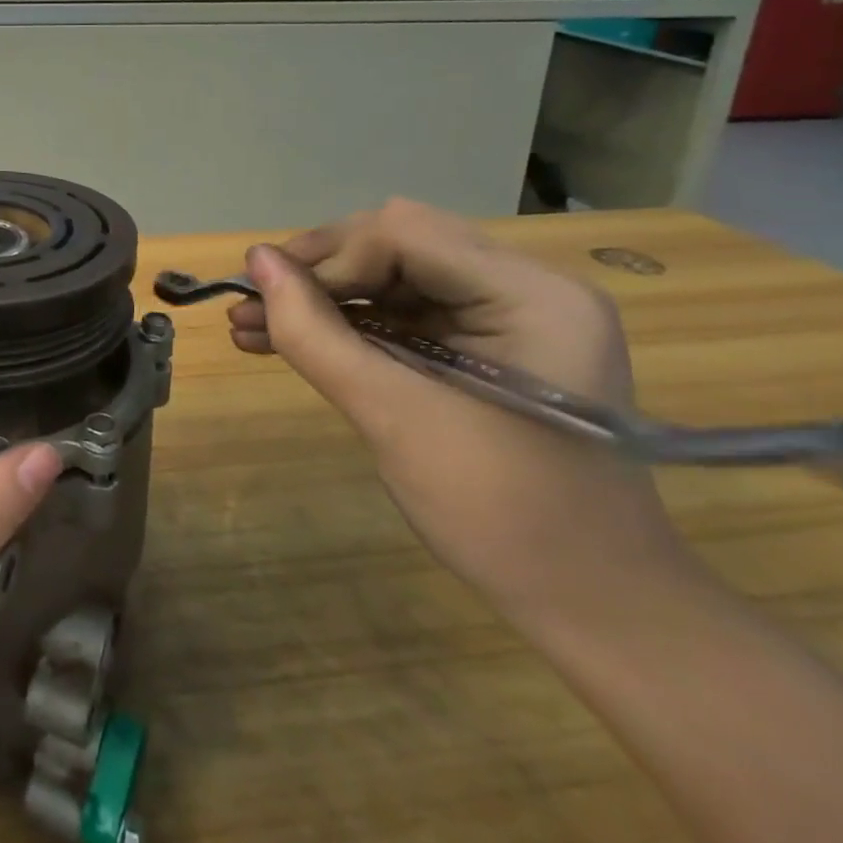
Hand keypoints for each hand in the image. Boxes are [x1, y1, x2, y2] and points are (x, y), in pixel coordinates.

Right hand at [230, 199, 686, 621]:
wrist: (592, 608)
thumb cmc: (504, 515)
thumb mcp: (394, 417)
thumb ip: (316, 333)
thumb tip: (254, 261)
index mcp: (531, 295)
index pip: (404, 234)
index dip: (327, 258)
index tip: (266, 297)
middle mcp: (524, 286)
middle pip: (396, 243)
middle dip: (318, 272)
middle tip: (254, 304)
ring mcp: (507, 315)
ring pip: (390, 275)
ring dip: (322, 298)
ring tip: (250, 324)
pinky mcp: (484, 344)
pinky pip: (402, 312)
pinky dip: (346, 324)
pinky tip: (286, 338)